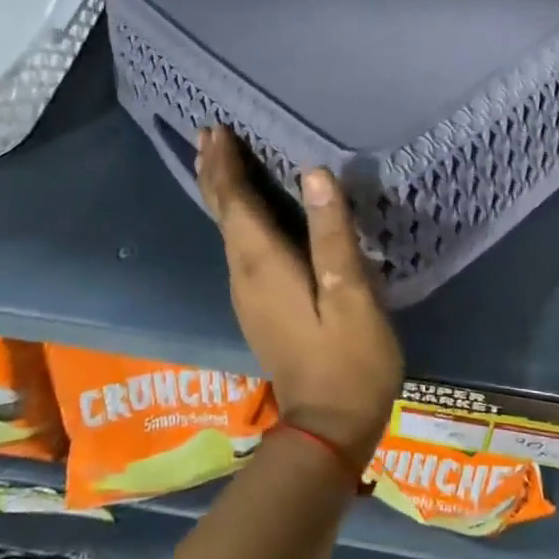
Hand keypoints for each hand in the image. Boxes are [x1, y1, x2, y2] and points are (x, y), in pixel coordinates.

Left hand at [195, 126, 402, 471]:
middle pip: (221, 213)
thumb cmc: (348, 358)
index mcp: (262, 264)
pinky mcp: (259, 307)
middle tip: (208, 134)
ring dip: (222, 191)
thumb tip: (314, 173)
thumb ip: (331, 233)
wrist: (327, 429)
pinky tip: (247, 212)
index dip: (225, 164)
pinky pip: (239, 246)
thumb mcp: (350, 294)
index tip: (216, 128)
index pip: (233, 202)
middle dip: (214, 171)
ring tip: (222, 159)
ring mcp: (248, 294)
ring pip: (227, 230)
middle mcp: (244, 275)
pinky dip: (236, 216)